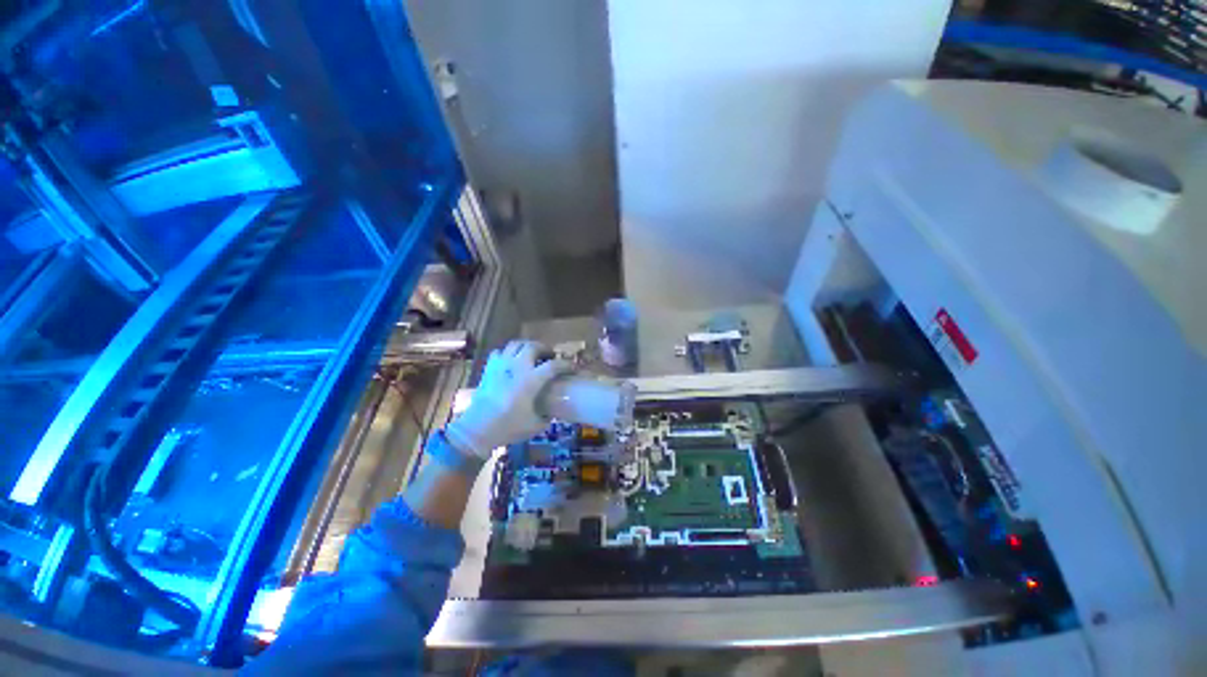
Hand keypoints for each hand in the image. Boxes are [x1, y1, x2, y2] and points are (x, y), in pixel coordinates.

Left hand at [445, 341, 567, 458]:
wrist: (477, 430)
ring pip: (515, 344)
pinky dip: (508, 353)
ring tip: (532, 354)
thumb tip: (552, 410)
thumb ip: (547, 415)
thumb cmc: (508, 427)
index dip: (566, 364)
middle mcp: (516, 367)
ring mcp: (501, 366)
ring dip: (526, 346)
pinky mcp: (489, 369)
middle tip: (550, 356)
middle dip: (545, 348)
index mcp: (530, 380)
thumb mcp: (535, 426)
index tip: (573, 368)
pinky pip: (500, 352)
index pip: (553, 365)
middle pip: (533, 346)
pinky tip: (511, 362)